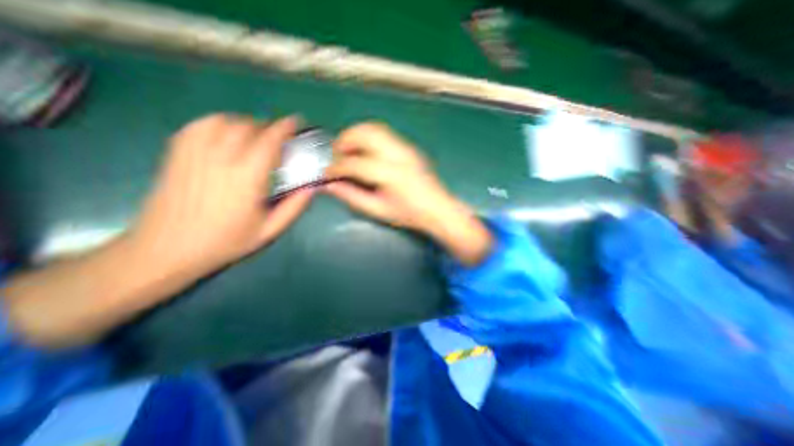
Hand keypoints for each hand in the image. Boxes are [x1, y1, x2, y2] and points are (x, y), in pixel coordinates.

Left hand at [132, 114, 312, 276]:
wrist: (167, 250)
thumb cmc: (225, 242)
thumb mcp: (269, 231)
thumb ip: (294, 208)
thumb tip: (313, 188)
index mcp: (247, 179)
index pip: (269, 142)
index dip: (285, 128)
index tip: (296, 122)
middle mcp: (221, 160)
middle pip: (248, 127)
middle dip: (268, 127)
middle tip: (279, 138)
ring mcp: (195, 154)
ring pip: (224, 121)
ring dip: (246, 124)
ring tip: (255, 136)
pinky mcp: (177, 154)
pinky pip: (200, 125)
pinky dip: (218, 123)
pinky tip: (226, 134)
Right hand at [321, 122, 491, 264]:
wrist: (437, 208)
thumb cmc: (409, 214)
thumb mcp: (378, 210)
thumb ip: (352, 196)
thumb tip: (329, 186)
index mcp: (391, 174)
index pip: (355, 163)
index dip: (336, 167)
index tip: (327, 174)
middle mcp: (398, 155)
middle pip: (364, 134)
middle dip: (343, 142)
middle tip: (335, 158)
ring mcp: (405, 148)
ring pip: (374, 128)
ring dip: (355, 135)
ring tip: (347, 152)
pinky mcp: (408, 147)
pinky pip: (383, 133)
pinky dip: (367, 137)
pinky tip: (364, 152)